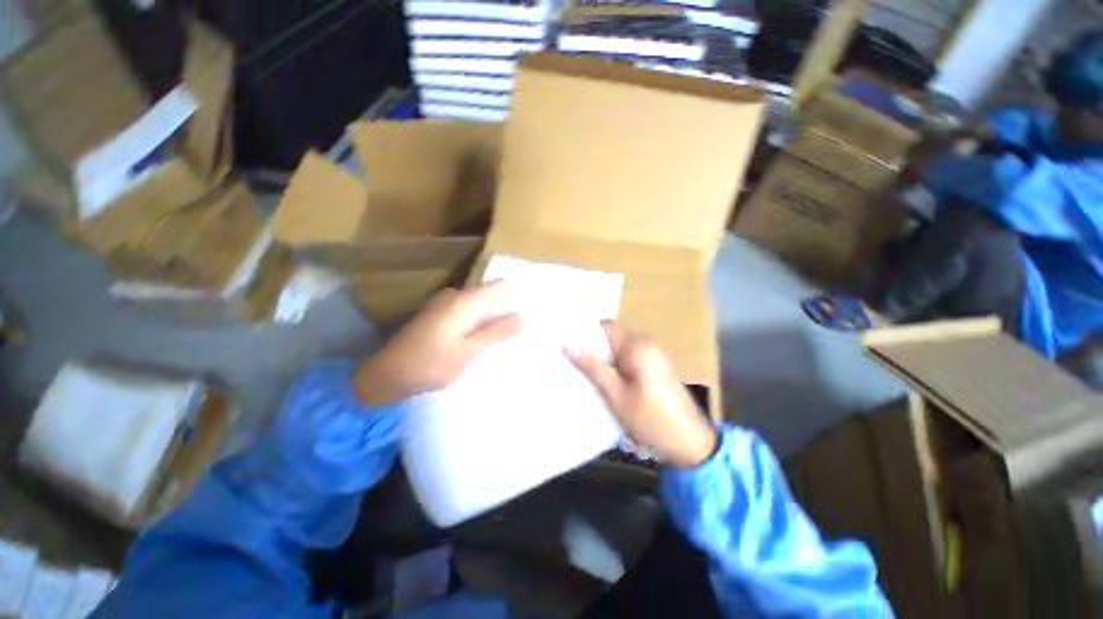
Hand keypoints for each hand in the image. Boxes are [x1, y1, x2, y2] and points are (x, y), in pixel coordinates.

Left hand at [355, 281, 520, 407]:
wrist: (386, 374)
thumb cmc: (431, 364)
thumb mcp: (469, 351)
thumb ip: (496, 332)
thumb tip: (523, 316)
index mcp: (464, 301)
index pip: (499, 286)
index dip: (518, 288)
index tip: (537, 294)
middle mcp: (455, 296)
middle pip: (490, 292)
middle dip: (510, 300)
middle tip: (531, 314)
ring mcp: (445, 304)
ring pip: (480, 301)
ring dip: (496, 310)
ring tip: (516, 323)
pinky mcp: (439, 314)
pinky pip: (469, 309)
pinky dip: (482, 317)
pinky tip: (490, 330)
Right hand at [567, 322, 717, 467]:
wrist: (691, 444)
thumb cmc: (651, 419)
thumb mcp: (615, 395)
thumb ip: (592, 367)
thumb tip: (567, 345)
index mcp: (638, 345)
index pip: (605, 327)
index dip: (585, 334)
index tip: (566, 344)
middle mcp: (647, 344)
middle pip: (612, 339)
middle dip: (593, 351)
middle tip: (571, 364)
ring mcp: (654, 356)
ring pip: (620, 351)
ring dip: (604, 362)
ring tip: (585, 376)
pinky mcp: (657, 368)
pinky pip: (630, 360)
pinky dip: (617, 368)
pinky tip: (606, 383)